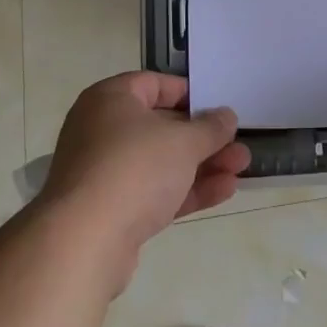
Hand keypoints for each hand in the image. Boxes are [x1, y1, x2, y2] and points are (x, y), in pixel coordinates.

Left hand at [38, 73, 250, 278]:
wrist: (84, 243)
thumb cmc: (134, 169)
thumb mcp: (182, 141)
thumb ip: (209, 128)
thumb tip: (226, 116)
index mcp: (110, 100)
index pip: (153, 84)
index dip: (188, 92)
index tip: (216, 104)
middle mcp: (102, 131)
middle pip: (160, 127)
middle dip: (203, 137)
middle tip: (237, 141)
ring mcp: (104, 174)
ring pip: (161, 163)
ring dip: (201, 165)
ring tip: (242, 166)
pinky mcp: (111, 212)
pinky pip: (154, 192)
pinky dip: (186, 190)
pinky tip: (225, 191)